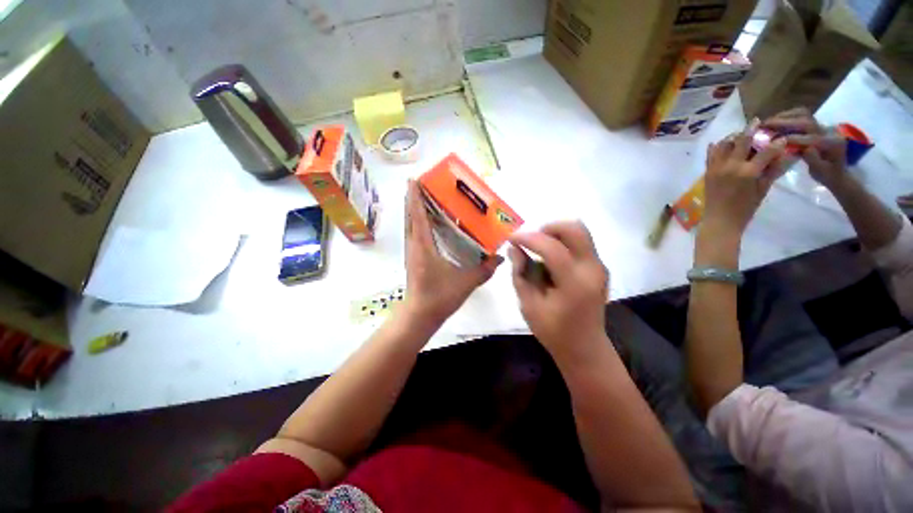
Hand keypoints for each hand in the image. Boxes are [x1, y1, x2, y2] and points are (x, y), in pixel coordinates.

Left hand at [402, 179, 501, 324]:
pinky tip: (427, 223)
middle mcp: (414, 246)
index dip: (414, 197)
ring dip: (413, 210)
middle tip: (421, 185)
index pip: (418, 216)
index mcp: (424, 247)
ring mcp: (412, 252)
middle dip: (413, 199)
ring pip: (410, 225)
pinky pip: (413, 235)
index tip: (412, 179)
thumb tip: (500, 258)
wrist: (420, 316)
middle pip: (410, 217)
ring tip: (423, 198)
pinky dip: (417, 223)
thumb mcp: (465, 283)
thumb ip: (484, 270)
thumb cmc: (439, 297)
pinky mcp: (413, 259)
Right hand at [508, 222, 608, 362]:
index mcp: (574, 284)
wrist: (585, 348)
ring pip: (579, 232)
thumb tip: (514, 249)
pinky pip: (580, 243)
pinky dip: (562, 243)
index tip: (510, 239)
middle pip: (574, 229)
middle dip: (547, 229)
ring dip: (555, 235)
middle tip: (530, 242)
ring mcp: (599, 267)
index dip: (528, 238)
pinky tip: (550, 261)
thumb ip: (520, 274)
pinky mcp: (598, 268)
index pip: (552, 248)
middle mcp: (592, 269)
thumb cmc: (554, 331)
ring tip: (538, 251)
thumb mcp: (529, 305)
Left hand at [703, 126, 786, 240]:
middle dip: (752, 130)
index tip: (782, 137)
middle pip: (741, 141)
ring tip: (741, 135)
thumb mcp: (763, 189)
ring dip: (733, 137)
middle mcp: (730, 166)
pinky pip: (710, 154)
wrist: (720, 220)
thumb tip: (783, 155)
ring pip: (723, 144)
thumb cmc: (745, 209)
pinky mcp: (707, 172)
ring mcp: (716, 168)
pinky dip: (717, 147)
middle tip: (759, 123)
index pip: (765, 151)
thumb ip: (771, 171)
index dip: (776, 143)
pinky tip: (724, 143)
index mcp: (747, 172)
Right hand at [761, 107, 848, 189]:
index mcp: (831, 143)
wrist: (838, 170)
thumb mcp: (822, 172)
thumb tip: (805, 149)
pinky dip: (787, 116)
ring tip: (767, 123)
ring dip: (784, 117)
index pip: (810, 138)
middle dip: (783, 123)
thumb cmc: (828, 175)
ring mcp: (822, 126)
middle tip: (763, 126)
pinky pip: (801, 115)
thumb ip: (814, 160)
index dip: (790, 139)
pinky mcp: (816, 125)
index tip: (771, 142)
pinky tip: (776, 122)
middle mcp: (828, 130)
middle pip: (805, 121)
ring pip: (803, 114)